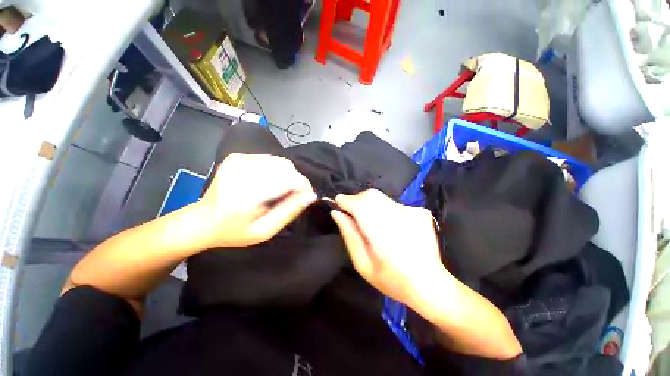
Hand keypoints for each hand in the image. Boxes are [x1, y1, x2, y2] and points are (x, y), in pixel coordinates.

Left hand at [195, 153, 316, 247]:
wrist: (202, 219)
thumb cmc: (234, 231)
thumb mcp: (264, 231)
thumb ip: (289, 212)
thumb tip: (311, 196)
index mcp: (246, 196)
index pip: (288, 180)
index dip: (303, 186)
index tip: (308, 196)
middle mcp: (242, 173)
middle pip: (286, 167)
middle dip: (297, 181)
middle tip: (294, 196)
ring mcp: (238, 161)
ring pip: (280, 161)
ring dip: (288, 175)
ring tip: (281, 190)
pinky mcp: (237, 157)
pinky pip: (270, 159)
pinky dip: (277, 170)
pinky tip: (270, 182)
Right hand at [329, 189, 446, 306]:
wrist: (430, 284)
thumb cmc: (391, 280)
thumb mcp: (362, 263)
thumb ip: (349, 234)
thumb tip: (336, 213)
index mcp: (381, 232)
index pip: (358, 204)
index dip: (345, 201)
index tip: (338, 204)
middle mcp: (398, 215)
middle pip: (370, 195)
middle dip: (357, 201)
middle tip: (354, 215)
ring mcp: (412, 211)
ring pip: (381, 198)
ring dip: (370, 205)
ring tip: (372, 223)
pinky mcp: (420, 211)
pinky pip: (394, 204)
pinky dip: (386, 211)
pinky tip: (391, 228)